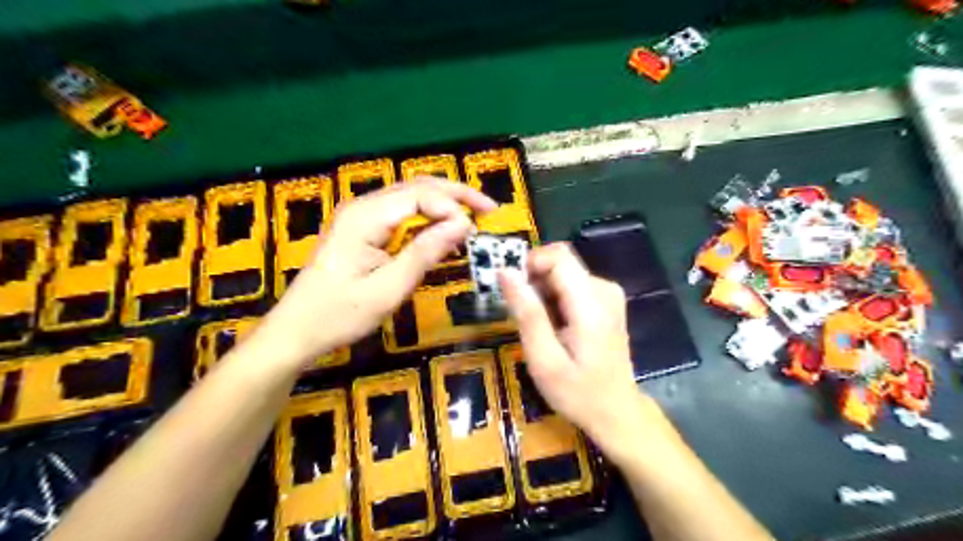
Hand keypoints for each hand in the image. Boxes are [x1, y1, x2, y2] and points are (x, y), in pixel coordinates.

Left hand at [263, 181, 495, 364]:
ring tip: (473, 217)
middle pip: (417, 186)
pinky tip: (443, 231)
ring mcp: (360, 216)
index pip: (420, 195)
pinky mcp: (361, 229)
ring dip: (443, 203)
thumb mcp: (388, 289)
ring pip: (410, 196)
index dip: (452, 208)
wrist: (295, 331)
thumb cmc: (339, 315)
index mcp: (365, 217)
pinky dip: (427, 218)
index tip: (474, 231)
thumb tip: (463, 224)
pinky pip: (400, 213)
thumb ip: (425, 253)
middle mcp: (363, 207)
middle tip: (490, 209)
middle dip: (456, 194)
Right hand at [497, 242, 662, 462]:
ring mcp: (608, 294)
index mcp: (591, 303)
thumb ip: (527, 313)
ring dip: (542, 292)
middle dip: (533, 280)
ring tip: (537, 327)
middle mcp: (604, 289)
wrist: (617, 412)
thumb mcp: (544, 359)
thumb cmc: (578, 392)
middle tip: (520, 315)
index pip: (557, 256)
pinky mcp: (605, 301)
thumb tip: (506, 272)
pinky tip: (552, 327)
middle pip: (560, 262)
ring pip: (563, 273)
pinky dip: (554, 298)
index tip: (511, 290)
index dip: (529, 264)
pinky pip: (571, 284)